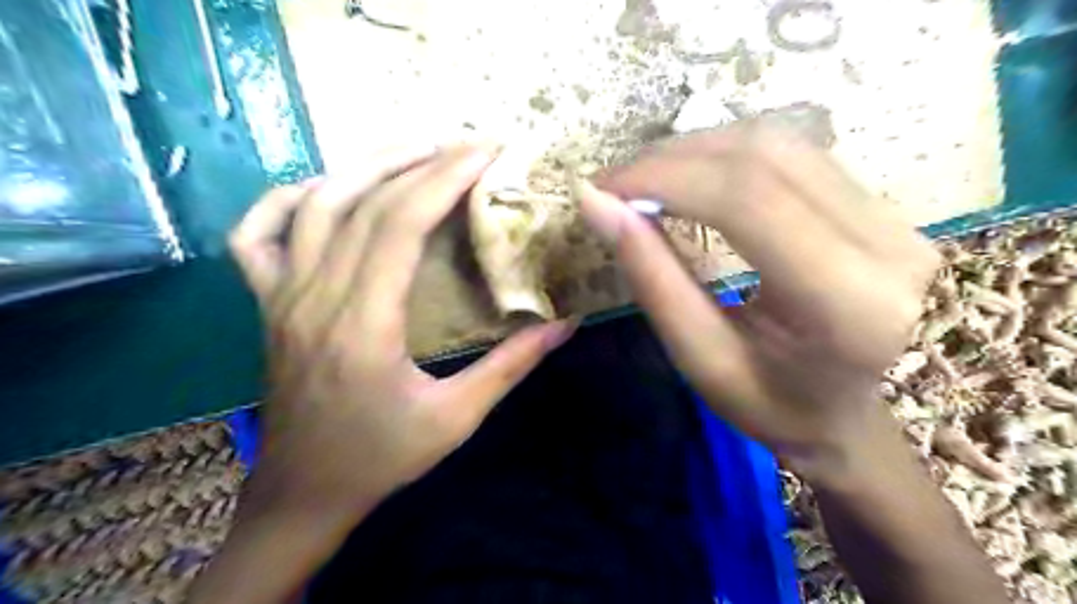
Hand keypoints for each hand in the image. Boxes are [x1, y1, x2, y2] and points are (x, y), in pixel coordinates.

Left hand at [228, 143, 581, 520]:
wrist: (305, 492)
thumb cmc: (381, 457)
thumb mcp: (457, 418)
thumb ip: (511, 366)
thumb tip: (565, 324)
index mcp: (363, 325)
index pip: (400, 224)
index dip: (444, 178)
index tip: (485, 153)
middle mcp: (315, 297)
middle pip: (363, 202)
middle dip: (420, 161)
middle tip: (466, 145)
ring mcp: (281, 296)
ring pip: (314, 204)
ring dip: (367, 166)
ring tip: (416, 150)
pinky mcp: (267, 303)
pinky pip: (257, 234)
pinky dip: (287, 198)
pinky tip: (326, 188)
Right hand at [577, 123, 939, 481]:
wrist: (855, 417)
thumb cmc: (776, 408)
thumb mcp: (703, 360)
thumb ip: (654, 280)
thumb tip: (598, 205)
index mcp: (847, 303)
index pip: (747, 200)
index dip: (665, 178)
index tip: (603, 189)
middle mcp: (887, 244)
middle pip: (764, 157)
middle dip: (673, 159)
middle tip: (615, 183)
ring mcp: (894, 217)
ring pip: (780, 143)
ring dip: (698, 151)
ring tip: (644, 180)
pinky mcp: (881, 206)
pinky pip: (794, 155)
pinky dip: (728, 157)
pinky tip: (691, 178)